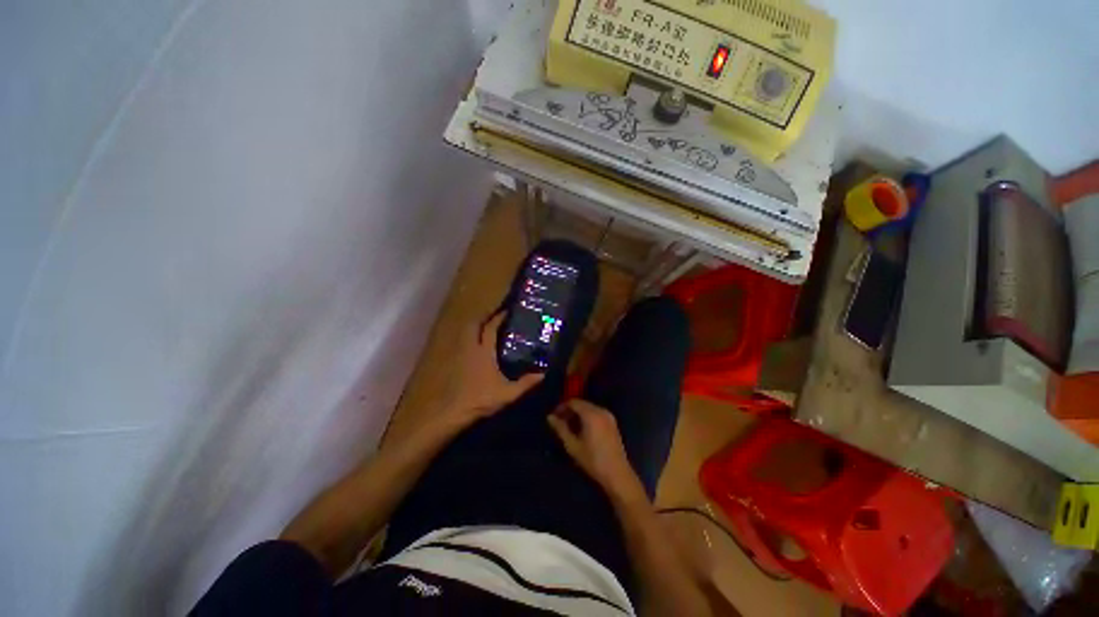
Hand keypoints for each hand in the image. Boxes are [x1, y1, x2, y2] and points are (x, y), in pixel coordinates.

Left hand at [444, 313, 542, 425]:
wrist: (456, 411)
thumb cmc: (482, 399)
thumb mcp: (508, 393)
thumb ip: (526, 383)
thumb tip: (543, 374)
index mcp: (484, 352)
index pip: (490, 328)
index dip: (498, 318)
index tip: (506, 310)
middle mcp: (471, 349)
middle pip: (473, 325)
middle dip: (483, 317)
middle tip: (495, 315)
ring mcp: (462, 356)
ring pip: (466, 333)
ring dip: (475, 326)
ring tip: (487, 327)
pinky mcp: (457, 363)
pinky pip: (464, 343)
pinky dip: (471, 338)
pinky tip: (479, 346)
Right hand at [547, 400, 646, 503]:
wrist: (618, 474)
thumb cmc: (593, 460)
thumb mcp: (573, 445)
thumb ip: (561, 429)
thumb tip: (550, 417)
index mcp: (591, 414)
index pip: (573, 402)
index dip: (562, 407)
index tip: (554, 416)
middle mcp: (601, 410)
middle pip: (581, 404)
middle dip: (569, 410)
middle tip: (560, 422)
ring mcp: (609, 416)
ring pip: (589, 408)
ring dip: (578, 414)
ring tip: (569, 427)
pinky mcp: (612, 423)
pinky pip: (596, 413)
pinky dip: (587, 417)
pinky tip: (582, 430)